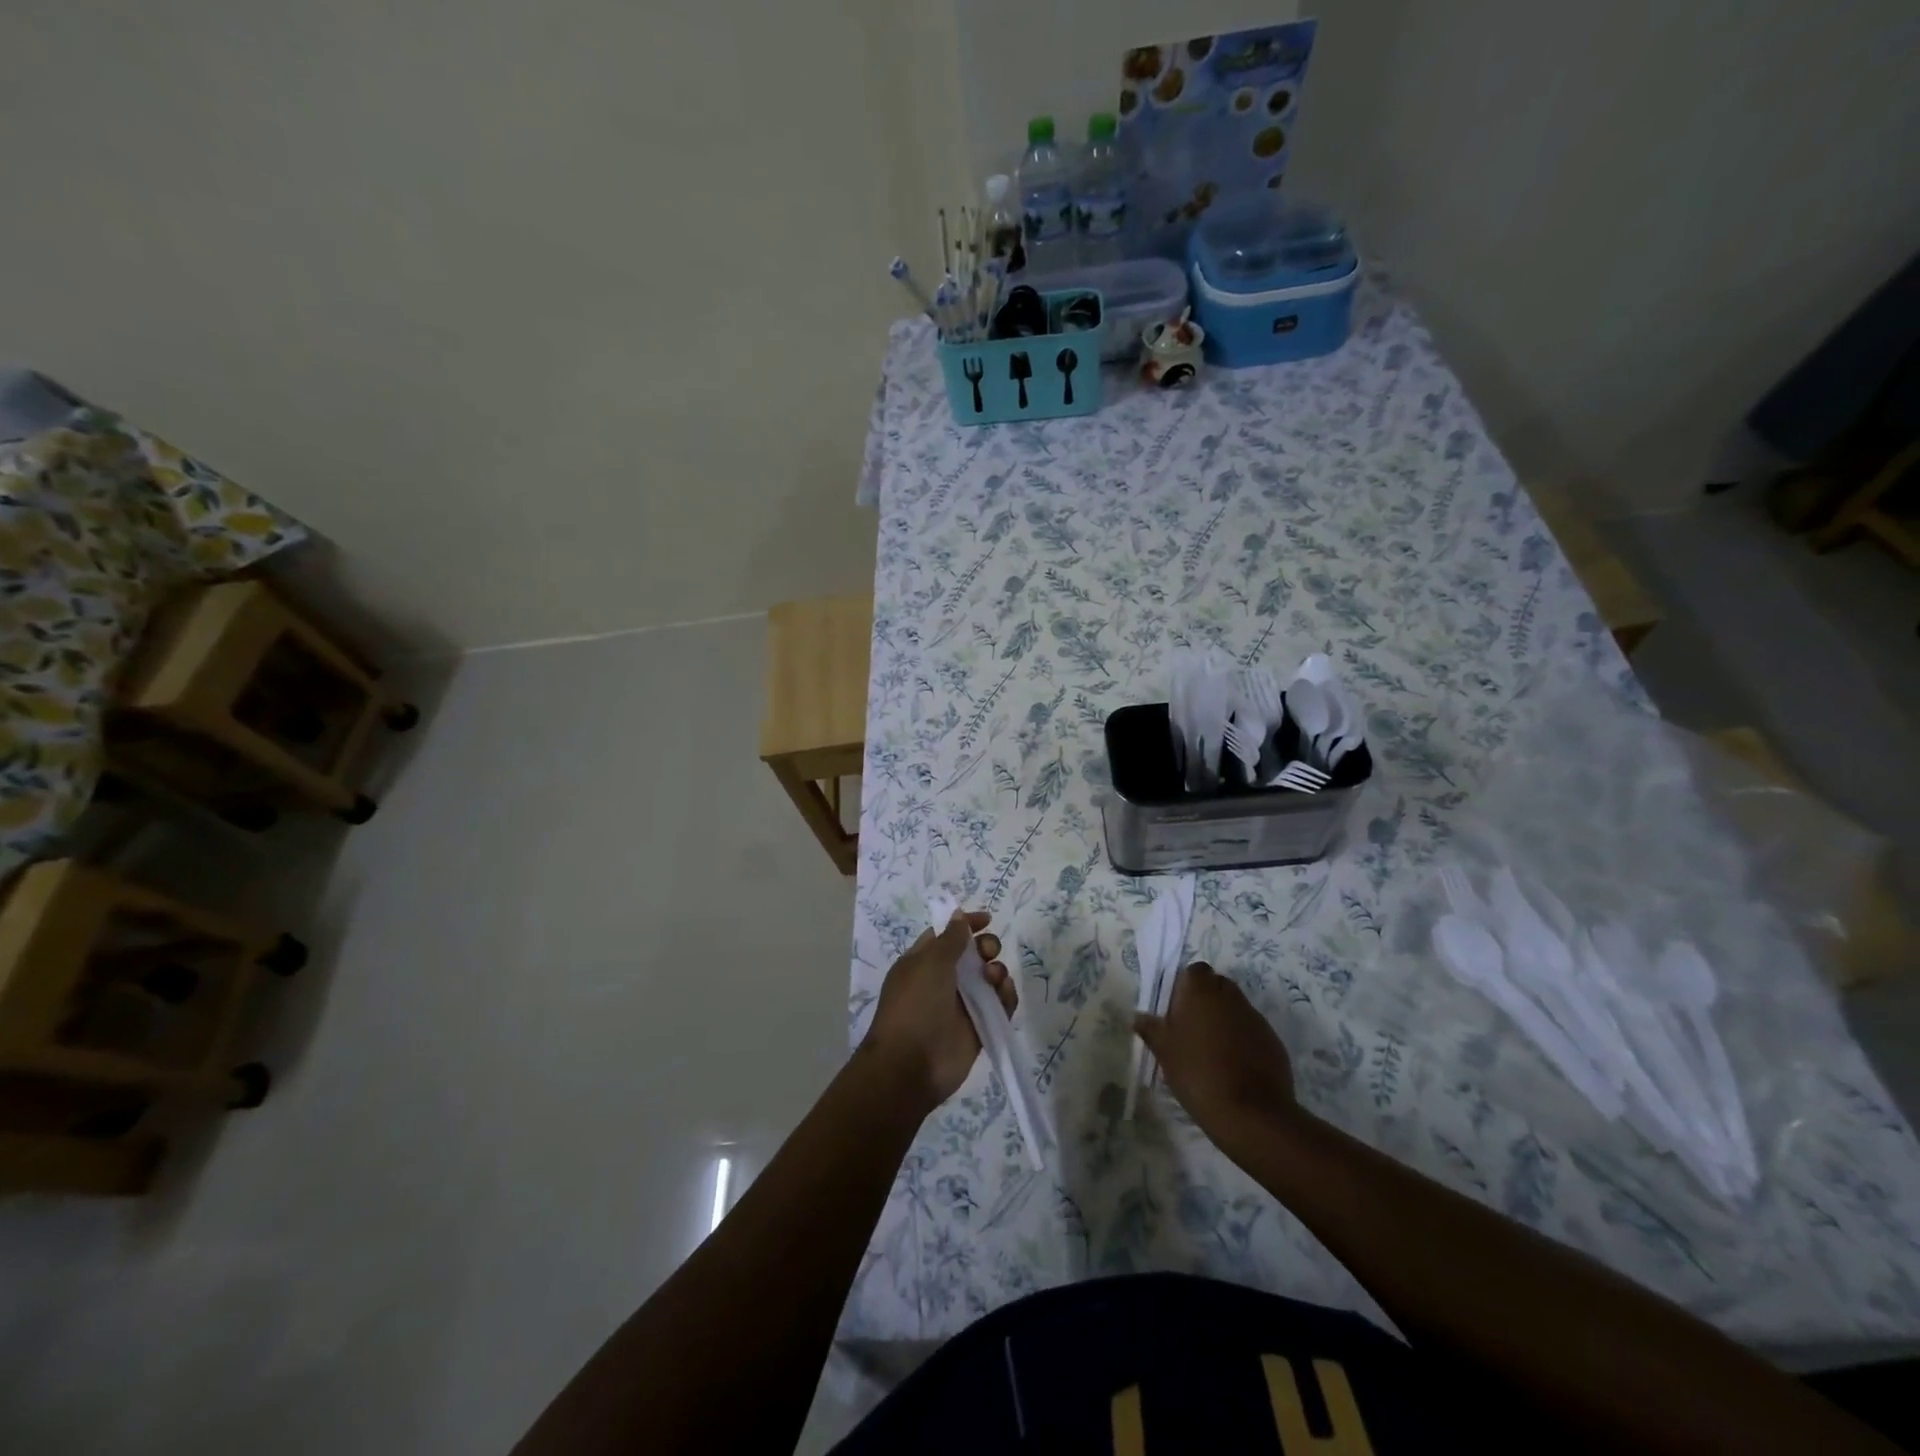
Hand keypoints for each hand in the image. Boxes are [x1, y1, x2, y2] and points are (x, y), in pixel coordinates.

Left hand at [863, 911, 1015, 1112]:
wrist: (911, 1066)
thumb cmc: (915, 1005)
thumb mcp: (930, 963)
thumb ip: (950, 938)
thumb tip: (958, 914)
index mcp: (923, 962)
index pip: (947, 935)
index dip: (966, 924)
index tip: (987, 919)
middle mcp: (943, 980)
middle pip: (973, 954)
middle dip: (985, 947)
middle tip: (988, 952)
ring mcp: (962, 1004)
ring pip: (989, 978)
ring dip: (997, 971)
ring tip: (993, 978)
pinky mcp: (979, 1027)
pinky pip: (999, 1005)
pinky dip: (1005, 996)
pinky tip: (1004, 993)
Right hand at [1135, 962, 1295, 1140]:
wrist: (1251, 1113)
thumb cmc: (1198, 1073)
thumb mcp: (1165, 1053)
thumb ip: (1151, 1029)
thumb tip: (1139, 1016)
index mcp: (1202, 992)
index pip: (1195, 971)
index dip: (1186, 985)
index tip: (1177, 1008)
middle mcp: (1231, 997)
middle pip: (1218, 985)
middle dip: (1206, 1000)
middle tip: (1192, 1028)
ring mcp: (1255, 1019)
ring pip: (1236, 1008)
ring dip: (1225, 1020)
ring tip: (1212, 1050)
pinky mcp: (1273, 1041)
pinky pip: (1252, 1031)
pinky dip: (1243, 1040)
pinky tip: (1234, 1066)